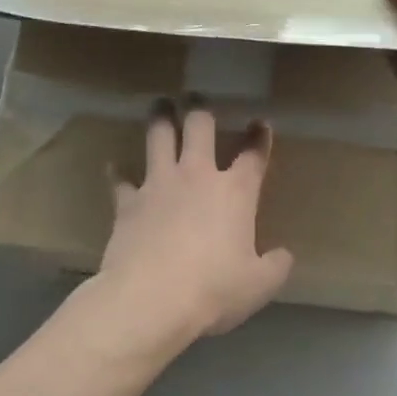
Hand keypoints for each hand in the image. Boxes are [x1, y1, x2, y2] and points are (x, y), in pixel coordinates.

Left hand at [91, 101, 293, 347]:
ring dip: (160, 118)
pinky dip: (117, 172)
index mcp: (236, 192)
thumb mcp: (258, 285)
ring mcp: (159, 184)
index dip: (259, 137)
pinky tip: (112, 166)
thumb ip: (275, 266)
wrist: (151, 298)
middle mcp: (197, 176)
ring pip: (158, 137)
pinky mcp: (128, 201)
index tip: (261, 123)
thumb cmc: (213, 289)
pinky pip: (120, 179)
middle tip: (196, 97)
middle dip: (200, 107)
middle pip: (199, 126)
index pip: (253, 155)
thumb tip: (283, 255)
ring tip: (159, 104)